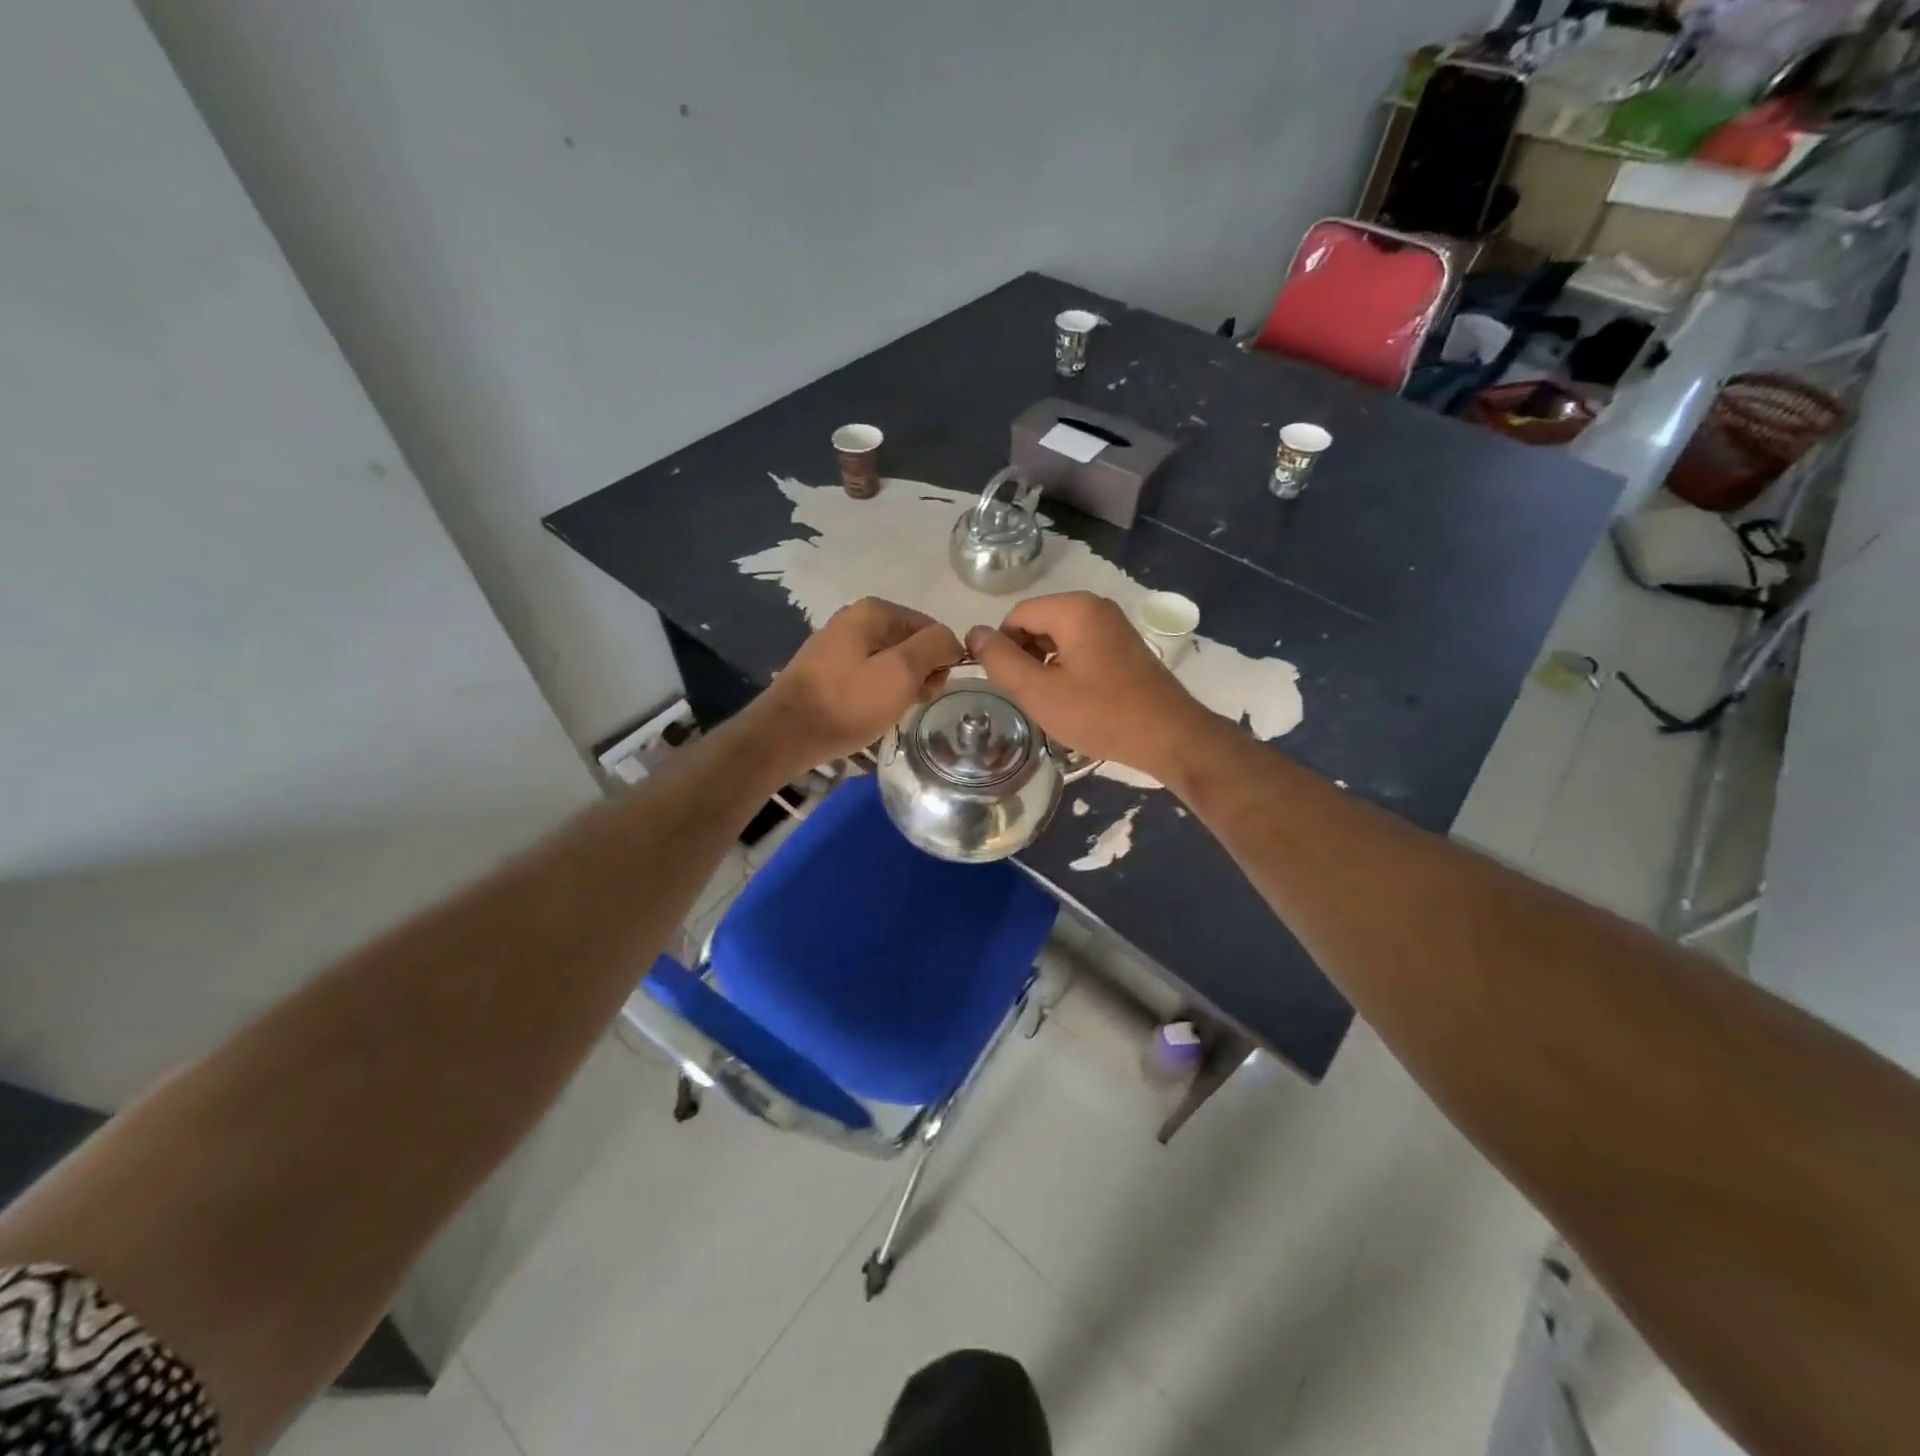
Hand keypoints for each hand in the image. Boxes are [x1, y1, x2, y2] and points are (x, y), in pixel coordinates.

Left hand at [753, 598, 963, 776]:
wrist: (786, 734)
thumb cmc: (848, 702)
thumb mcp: (901, 672)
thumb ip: (934, 646)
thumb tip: (952, 640)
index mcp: (874, 611)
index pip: (931, 627)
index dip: (941, 659)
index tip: (933, 689)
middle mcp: (854, 619)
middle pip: (909, 642)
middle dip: (920, 672)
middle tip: (911, 702)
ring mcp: (837, 644)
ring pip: (889, 661)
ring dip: (899, 686)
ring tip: (891, 711)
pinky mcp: (826, 670)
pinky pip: (867, 675)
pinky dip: (877, 692)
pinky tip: (871, 712)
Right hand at [965, 592, 1213, 780]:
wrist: (1170, 737)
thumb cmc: (1101, 714)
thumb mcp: (1039, 692)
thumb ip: (1000, 660)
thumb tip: (974, 633)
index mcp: (1074, 608)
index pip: (1016, 616)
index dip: (1002, 649)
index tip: (1008, 685)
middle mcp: (1095, 606)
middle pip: (1038, 623)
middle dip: (1025, 657)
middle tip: (1030, 697)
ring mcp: (1114, 625)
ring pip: (1058, 637)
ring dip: (1045, 666)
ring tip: (1052, 701)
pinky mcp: (1124, 646)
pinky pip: (1081, 647)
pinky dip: (1068, 668)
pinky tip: (1075, 700)